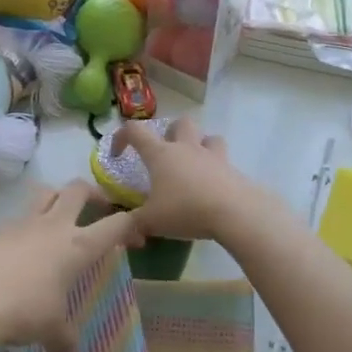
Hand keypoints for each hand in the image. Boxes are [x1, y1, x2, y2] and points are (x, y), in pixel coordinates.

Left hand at [0, 183, 136, 351]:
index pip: (115, 224)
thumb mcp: (50, 329)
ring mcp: (24, 223)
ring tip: (62, 215)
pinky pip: (21, 216)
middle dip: (94, 194)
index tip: (137, 237)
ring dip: (59, 197)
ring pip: (47, 193)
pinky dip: (30, 223)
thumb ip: (65, 341)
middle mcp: (55, 226)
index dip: (132, 225)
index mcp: (78, 246)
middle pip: (79, 190)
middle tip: (99, 209)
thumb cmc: (23, 311)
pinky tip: (27, 246)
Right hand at [112, 118, 262, 242]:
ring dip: (200, 145)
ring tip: (194, 166)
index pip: (135, 131)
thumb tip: (123, 229)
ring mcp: (213, 156)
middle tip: (166, 154)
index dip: (122, 137)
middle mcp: (187, 148)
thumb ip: (133, 223)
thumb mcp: (151, 221)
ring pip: (208, 137)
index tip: (118, 155)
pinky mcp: (232, 169)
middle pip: (180, 123)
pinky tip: (212, 188)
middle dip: (171, 132)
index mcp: (161, 154)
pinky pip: (223, 161)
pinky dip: (216, 169)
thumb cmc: (185, 210)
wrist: (233, 212)